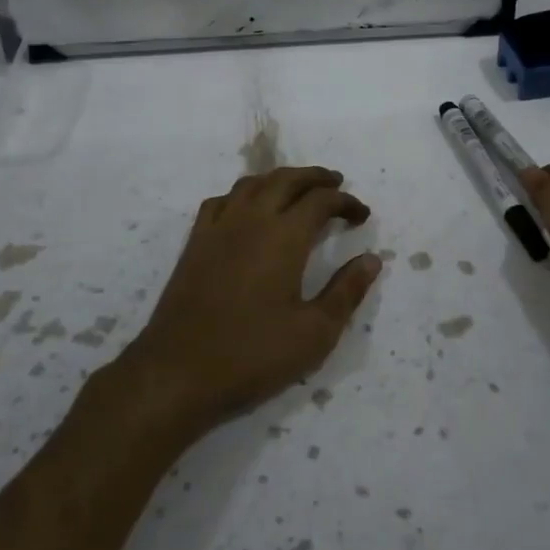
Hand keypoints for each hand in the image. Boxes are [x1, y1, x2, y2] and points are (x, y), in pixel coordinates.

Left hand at [122, 166, 382, 437]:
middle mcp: (251, 219)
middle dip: (315, 178)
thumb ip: (346, 291)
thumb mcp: (315, 333)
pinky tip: (248, 210)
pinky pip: (221, 201)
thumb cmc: (253, 355)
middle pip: (286, 180)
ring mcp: (218, 228)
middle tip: (336, 184)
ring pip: (252, 184)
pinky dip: (243, 195)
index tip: (363, 215)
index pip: (321, 201)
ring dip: (280, 179)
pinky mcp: (194, 243)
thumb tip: (372, 259)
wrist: (178, 372)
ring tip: (297, 190)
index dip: (346, 203)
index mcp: (284, 236)